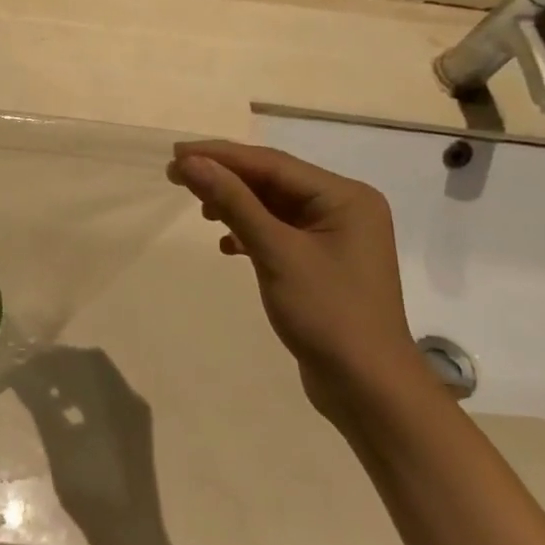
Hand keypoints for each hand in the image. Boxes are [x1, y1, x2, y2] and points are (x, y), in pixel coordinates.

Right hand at [168, 141, 425, 421]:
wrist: (368, 390)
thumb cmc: (328, 313)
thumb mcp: (276, 252)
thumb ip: (233, 202)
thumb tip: (191, 163)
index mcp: (345, 197)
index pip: (272, 163)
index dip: (221, 156)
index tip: (177, 154)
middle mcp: (343, 208)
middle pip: (272, 181)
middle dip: (225, 178)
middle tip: (176, 175)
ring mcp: (333, 237)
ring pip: (272, 206)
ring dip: (234, 204)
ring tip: (198, 208)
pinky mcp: (320, 263)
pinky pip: (278, 232)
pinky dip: (249, 232)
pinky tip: (226, 245)